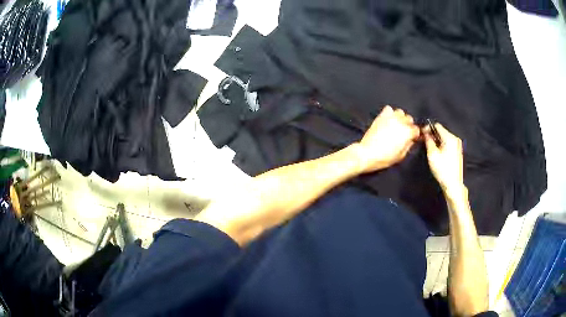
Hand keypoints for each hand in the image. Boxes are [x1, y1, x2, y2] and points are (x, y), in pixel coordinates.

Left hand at [356, 106, 419, 172]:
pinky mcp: (381, 116)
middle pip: (409, 119)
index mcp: (408, 132)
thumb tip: (411, 140)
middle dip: (408, 125)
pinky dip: (390, 113)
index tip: (412, 138)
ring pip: (400, 112)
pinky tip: (388, 120)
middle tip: (403, 132)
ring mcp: (391, 117)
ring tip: (396, 125)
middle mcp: (401, 122)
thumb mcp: (401, 156)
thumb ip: (408, 146)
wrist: (368, 153)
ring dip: (400, 118)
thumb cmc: (385, 157)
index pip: (416, 129)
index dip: (414, 135)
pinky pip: (389, 109)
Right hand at [423, 123, 464, 193]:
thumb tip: (425, 133)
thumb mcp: (432, 154)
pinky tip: (437, 152)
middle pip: (441, 131)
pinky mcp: (458, 151)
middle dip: (432, 135)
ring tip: (430, 147)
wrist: (453, 183)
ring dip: (437, 140)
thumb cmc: (442, 169)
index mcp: (449, 138)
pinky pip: (448, 143)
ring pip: (444, 137)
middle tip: (424, 141)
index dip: (428, 128)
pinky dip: (441, 144)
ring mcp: (457, 145)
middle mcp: (455, 139)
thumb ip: (428, 140)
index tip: (422, 134)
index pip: (437, 126)